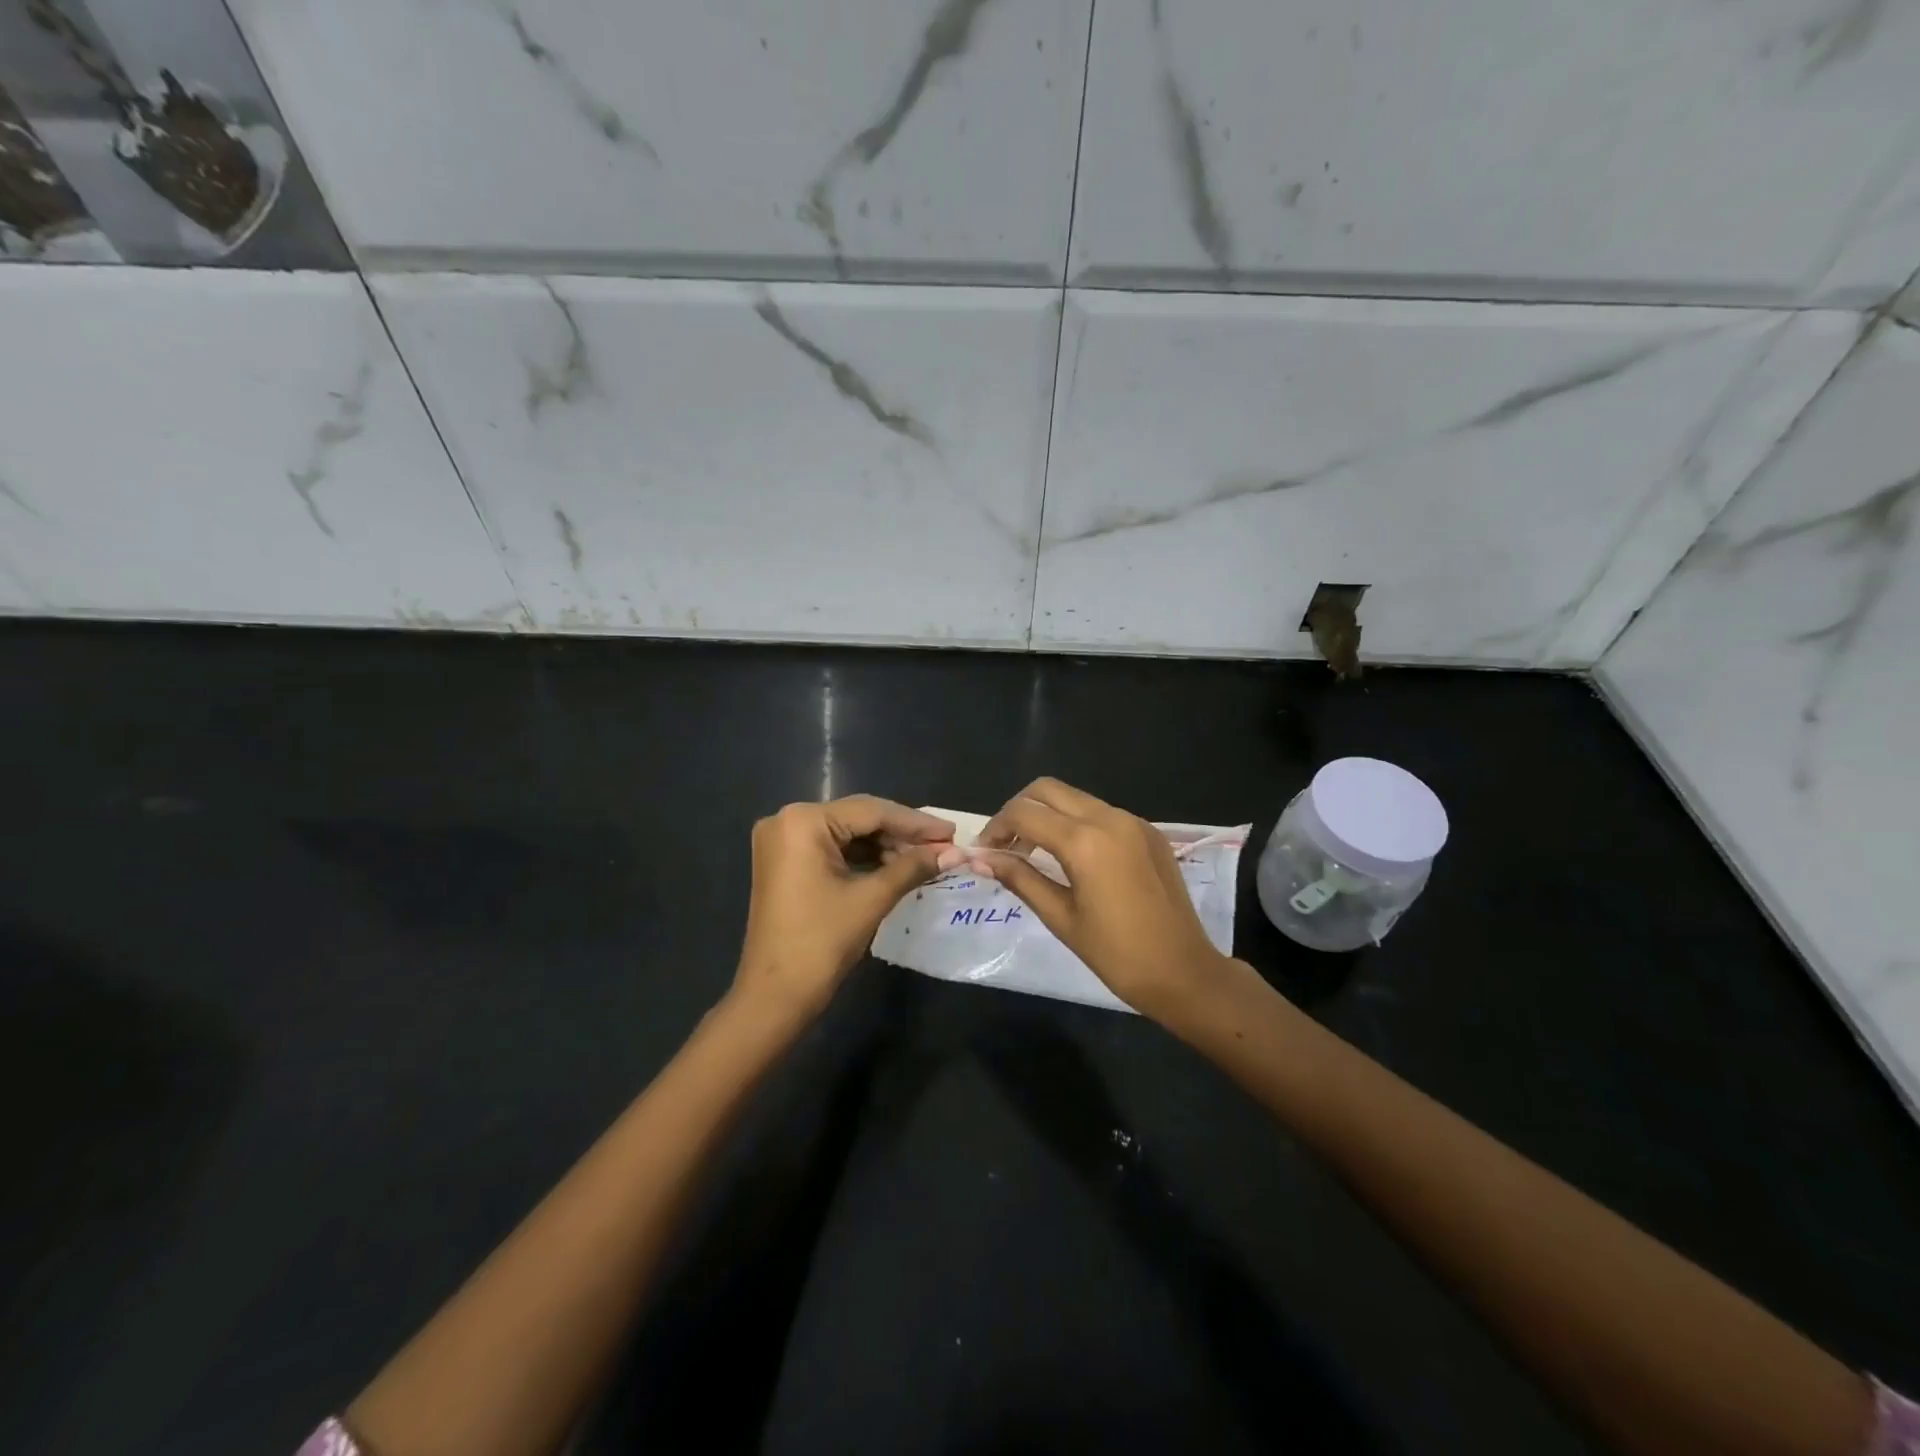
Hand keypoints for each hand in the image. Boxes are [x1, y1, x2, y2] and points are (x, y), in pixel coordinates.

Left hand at [734, 795, 954, 1017]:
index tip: (952, 832)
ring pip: (847, 833)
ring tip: (927, 859)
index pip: (871, 811)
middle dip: (902, 834)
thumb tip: (954, 852)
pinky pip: (832, 849)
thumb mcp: (871, 899)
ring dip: (886, 846)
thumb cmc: (822, 942)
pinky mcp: (785, 861)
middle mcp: (788, 820)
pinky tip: (896, 867)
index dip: (916, 822)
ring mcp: (782, 841)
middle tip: (944, 845)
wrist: (774, 996)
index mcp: (803, 821)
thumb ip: (913, 867)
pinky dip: (864, 857)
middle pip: (858, 818)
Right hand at [969, 778, 1237, 1019]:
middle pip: (1048, 790)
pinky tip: (1071, 857)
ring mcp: (1133, 821)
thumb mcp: (1060, 917)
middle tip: (1004, 845)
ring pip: (1075, 798)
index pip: (1024, 813)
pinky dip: (1076, 823)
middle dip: (1019, 810)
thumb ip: (1020, 878)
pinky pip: (1102, 813)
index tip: (983, 852)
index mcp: (1085, 841)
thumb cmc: (1116, 954)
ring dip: (1047, 815)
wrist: (1184, 972)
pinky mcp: (1149, 832)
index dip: (996, 827)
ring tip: (1032, 852)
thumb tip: (979, 858)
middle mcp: (1110, 818)